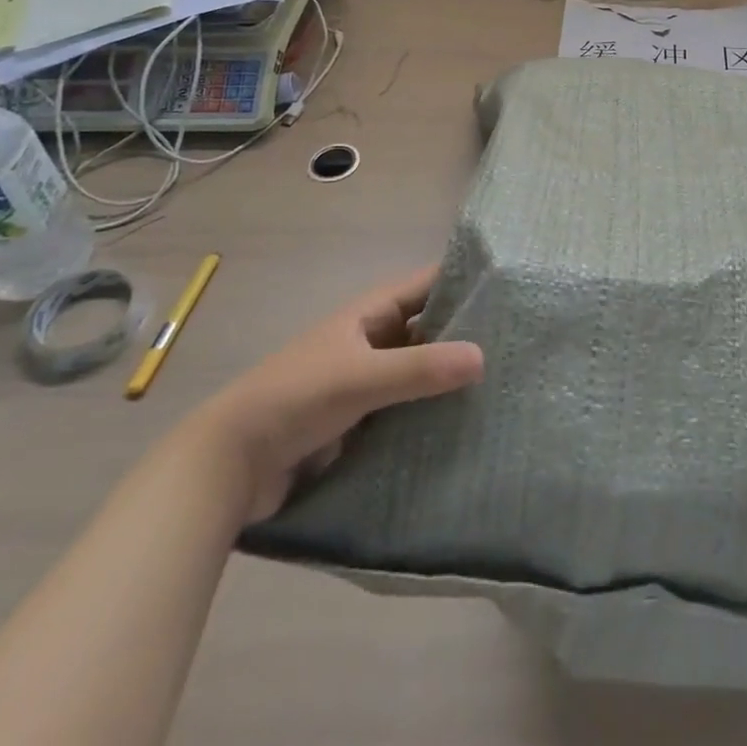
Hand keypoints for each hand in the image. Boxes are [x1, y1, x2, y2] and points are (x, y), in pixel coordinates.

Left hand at [185, 266, 483, 522]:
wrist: (229, 465)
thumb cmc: (296, 399)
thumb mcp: (361, 378)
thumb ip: (420, 368)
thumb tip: (483, 357)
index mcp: (369, 314)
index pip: (427, 285)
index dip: (464, 281)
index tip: (510, 287)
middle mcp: (371, 340)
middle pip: (428, 328)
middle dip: (465, 333)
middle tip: (518, 342)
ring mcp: (366, 381)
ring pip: (419, 370)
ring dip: (449, 376)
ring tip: (503, 382)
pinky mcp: (361, 421)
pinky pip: (407, 407)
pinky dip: (431, 410)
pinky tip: (466, 422)